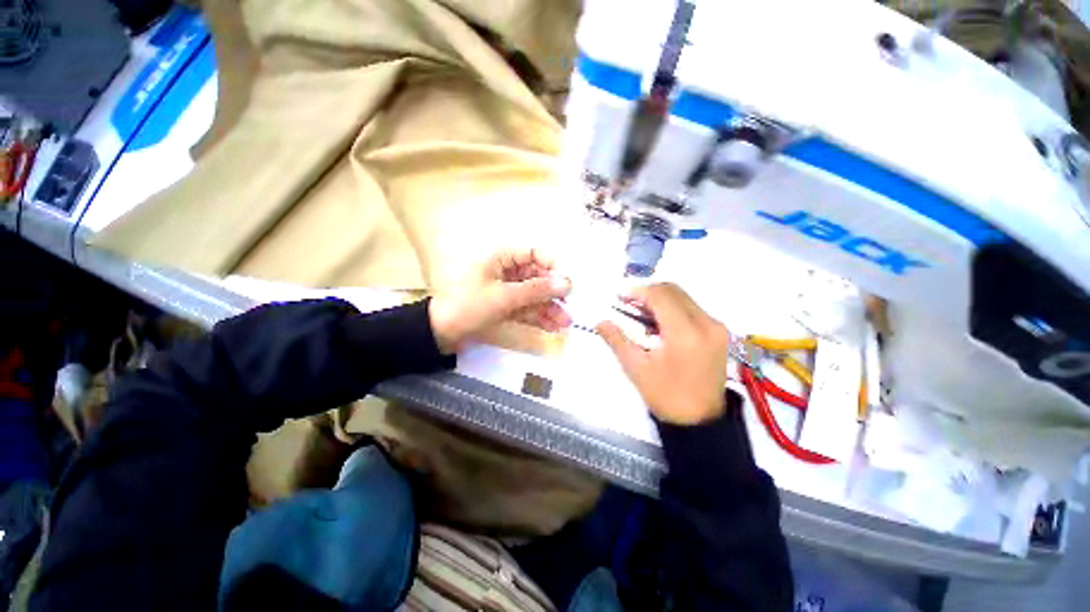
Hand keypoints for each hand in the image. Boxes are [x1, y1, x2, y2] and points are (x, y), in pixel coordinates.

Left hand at [429, 249, 571, 353]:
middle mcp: (507, 273)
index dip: (552, 265)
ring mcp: (507, 292)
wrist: (440, 333)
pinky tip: (553, 328)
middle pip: (537, 278)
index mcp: (502, 259)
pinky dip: (539, 318)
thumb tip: (567, 283)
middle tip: (570, 307)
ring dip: (550, 308)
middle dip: (553, 293)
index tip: (568, 281)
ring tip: (566, 323)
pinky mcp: (506, 309)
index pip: (534, 254)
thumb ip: (536, 290)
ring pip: (534, 296)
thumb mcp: (503, 296)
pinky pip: (527, 310)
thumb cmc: (469, 306)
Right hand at [597, 283, 729, 424]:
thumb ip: (616, 340)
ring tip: (641, 312)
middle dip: (649, 292)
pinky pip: (693, 308)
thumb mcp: (636, 368)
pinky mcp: (720, 332)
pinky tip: (659, 322)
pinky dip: (674, 307)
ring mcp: (716, 327)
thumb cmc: (665, 395)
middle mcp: (706, 323)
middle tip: (628, 303)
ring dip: (661, 298)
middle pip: (674, 290)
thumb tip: (600, 321)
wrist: (700, 421)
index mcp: (684, 333)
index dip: (638, 291)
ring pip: (685, 297)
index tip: (621, 296)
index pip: (661, 296)